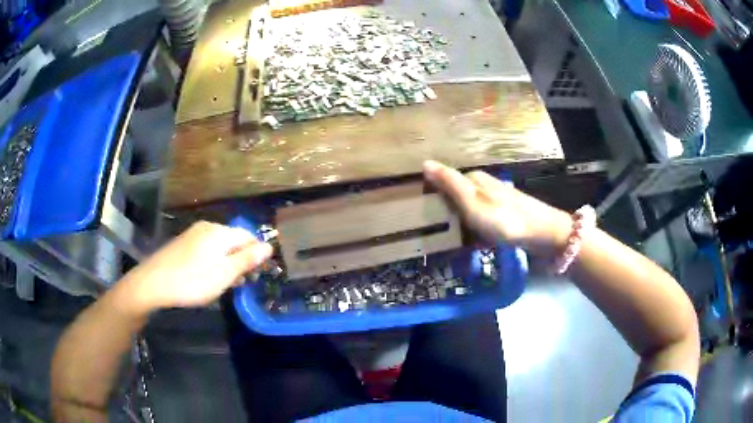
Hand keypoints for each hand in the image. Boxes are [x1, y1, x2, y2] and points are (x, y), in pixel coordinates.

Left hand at [118, 221, 272, 313]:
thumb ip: (247, 260)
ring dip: (228, 262)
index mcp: (220, 232)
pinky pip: (207, 248)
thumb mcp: (224, 274)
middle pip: (234, 240)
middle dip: (242, 259)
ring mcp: (193, 234)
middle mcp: (208, 227)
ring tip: (227, 283)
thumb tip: (269, 246)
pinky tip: (208, 277)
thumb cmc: (192, 281)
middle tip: (243, 283)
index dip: (257, 254)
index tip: (259, 274)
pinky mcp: (183, 243)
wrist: (153, 282)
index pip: (249, 236)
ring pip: (220, 245)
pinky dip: (213, 261)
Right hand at [423, 160, 571, 255]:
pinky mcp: (502, 216)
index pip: (443, 183)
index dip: (432, 200)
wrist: (540, 233)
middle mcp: (483, 186)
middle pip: (455, 200)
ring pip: (467, 214)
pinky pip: (481, 225)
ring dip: (462, 230)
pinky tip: (477, 247)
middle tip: (440, 238)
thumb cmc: (502, 218)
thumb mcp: (471, 201)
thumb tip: (425, 162)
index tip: (424, 219)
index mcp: (473, 179)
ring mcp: (494, 202)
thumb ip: (448, 183)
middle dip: (447, 218)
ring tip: (456, 247)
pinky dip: (477, 236)